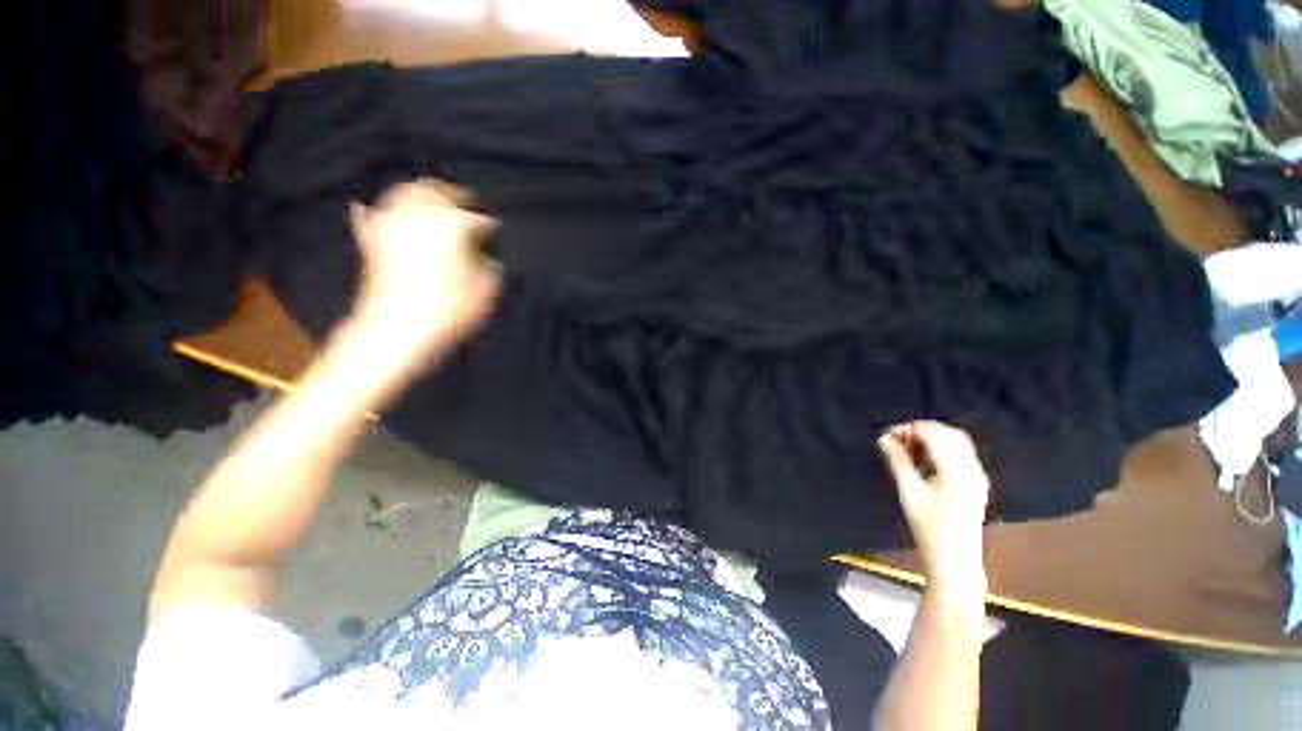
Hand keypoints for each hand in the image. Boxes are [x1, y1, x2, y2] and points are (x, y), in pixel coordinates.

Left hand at [349, 179, 500, 348]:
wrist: (398, 329)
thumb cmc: (450, 309)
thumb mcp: (486, 291)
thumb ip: (489, 268)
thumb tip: (485, 258)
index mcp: (452, 224)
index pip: (478, 218)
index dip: (491, 225)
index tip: (498, 230)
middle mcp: (419, 215)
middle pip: (436, 191)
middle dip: (453, 194)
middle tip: (466, 202)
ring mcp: (391, 225)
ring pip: (403, 194)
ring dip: (420, 193)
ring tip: (430, 198)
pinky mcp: (371, 242)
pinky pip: (370, 217)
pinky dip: (374, 212)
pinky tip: (369, 208)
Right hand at [878, 421, 990, 600]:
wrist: (954, 559)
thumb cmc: (928, 527)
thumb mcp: (909, 492)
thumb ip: (897, 461)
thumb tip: (884, 438)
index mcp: (957, 472)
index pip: (935, 435)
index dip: (910, 428)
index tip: (887, 434)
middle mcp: (972, 469)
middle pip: (949, 434)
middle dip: (921, 430)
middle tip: (896, 439)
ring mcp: (978, 476)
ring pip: (956, 441)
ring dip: (931, 437)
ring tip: (907, 447)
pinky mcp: (977, 482)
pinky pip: (960, 453)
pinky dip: (941, 447)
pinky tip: (924, 458)